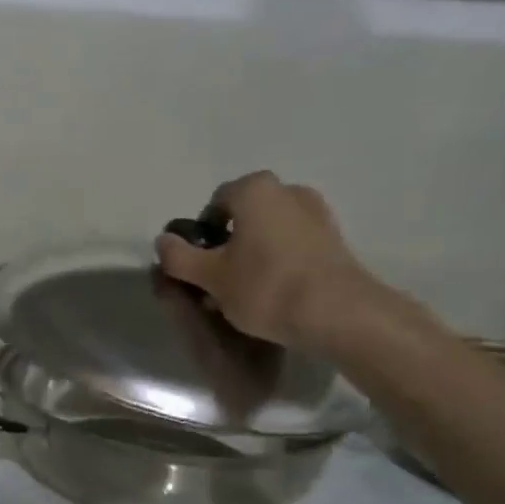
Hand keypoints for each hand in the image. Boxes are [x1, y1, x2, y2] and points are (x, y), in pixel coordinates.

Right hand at [155, 171, 387, 351]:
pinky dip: (280, 263)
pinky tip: (275, 294)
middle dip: (228, 245)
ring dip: (254, 255)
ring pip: (270, 232)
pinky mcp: (335, 241)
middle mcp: (288, 191)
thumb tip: (164, 241)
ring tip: (246, 294)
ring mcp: (317, 214)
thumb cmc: (265, 286)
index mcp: (254, 190)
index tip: (200, 265)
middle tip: (219, 282)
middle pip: (244, 217)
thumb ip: (179, 256)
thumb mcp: (209, 276)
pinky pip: (294, 246)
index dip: (200, 235)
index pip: (214, 204)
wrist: (340, 314)